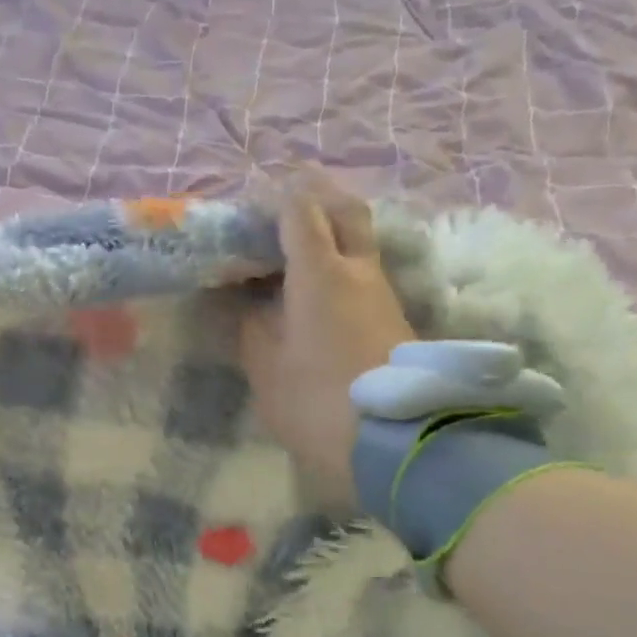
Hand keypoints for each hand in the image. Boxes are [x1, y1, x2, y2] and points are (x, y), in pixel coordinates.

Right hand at [240, 174, 415, 504]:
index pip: (301, 211)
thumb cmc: (317, 399)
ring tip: (292, 247)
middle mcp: (358, 270)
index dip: (277, 197)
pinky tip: (315, 287)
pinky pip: (363, 272)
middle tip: (288, 199)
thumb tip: (240, 301)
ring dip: (330, 231)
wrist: (396, 441)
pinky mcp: (393, 319)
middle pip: (346, 211)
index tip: (254, 199)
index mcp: (320, 273)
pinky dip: (339, 263)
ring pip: (359, 242)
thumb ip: (249, 326)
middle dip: (318, 195)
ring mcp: (382, 293)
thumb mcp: (266, 366)